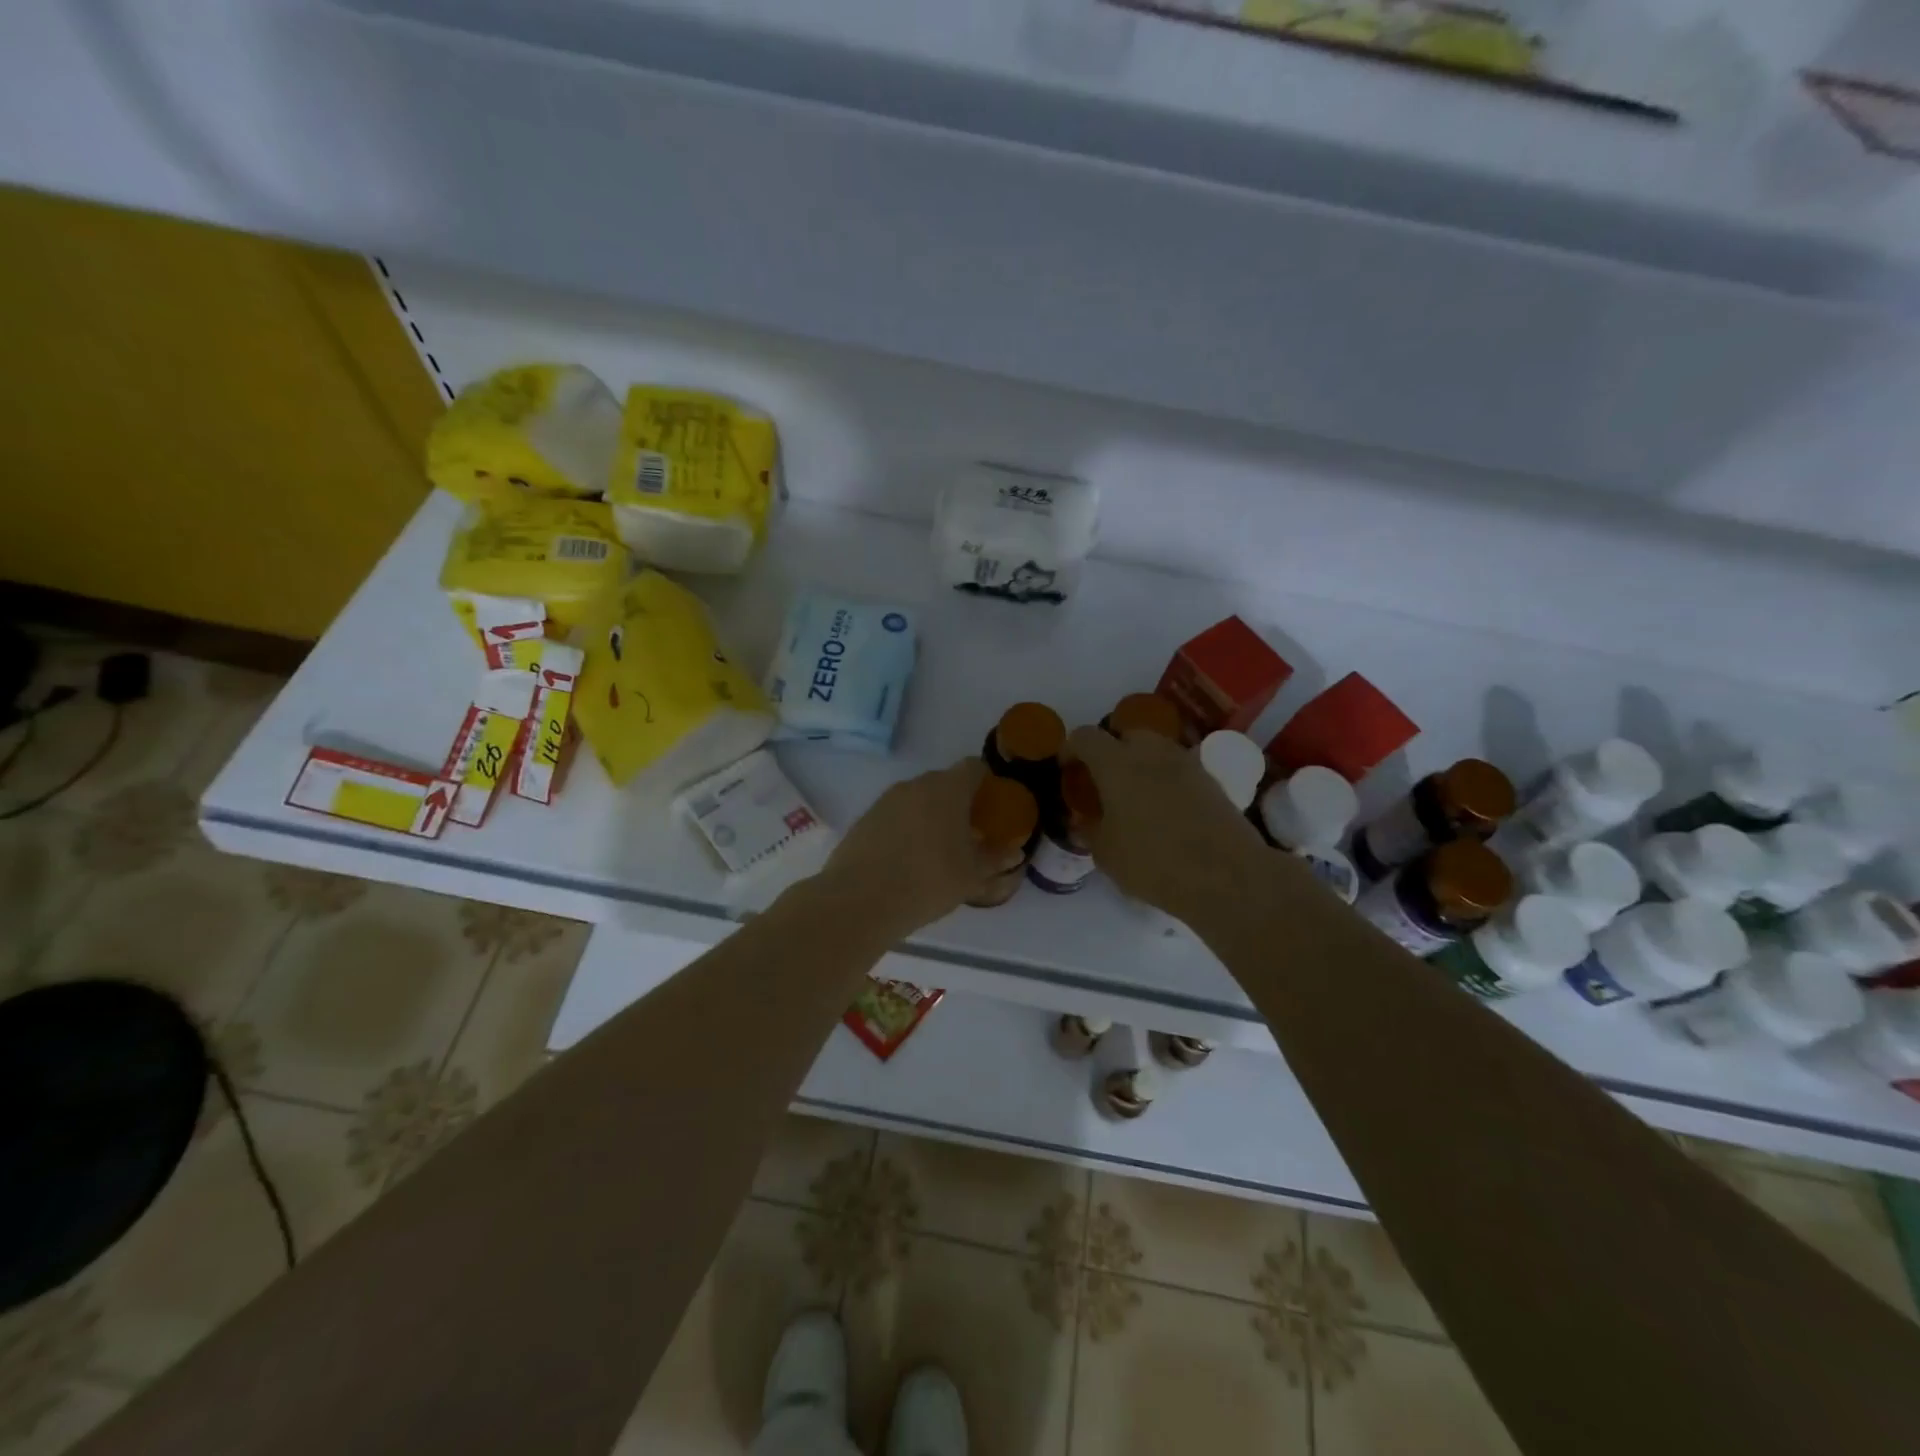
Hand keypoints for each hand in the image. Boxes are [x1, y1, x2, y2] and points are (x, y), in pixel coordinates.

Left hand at [819, 759, 1023, 937]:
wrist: (860, 900)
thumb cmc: (928, 880)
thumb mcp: (972, 875)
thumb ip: (995, 859)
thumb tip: (1013, 851)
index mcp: (947, 788)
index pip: (974, 767)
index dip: (987, 783)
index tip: (994, 808)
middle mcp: (916, 784)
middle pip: (945, 783)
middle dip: (960, 803)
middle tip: (970, 834)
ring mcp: (886, 799)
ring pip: (918, 799)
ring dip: (932, 816)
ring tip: (939, 850)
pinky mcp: (866, 818)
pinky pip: (896, 815)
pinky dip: (907, 828)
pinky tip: (909, 859)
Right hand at [1067, 725, 1267, 916]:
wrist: (1225, 875)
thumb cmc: (1153, 862)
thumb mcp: (1106, 853)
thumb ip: (1090, 829)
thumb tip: (1085, 820)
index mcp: (1116, 763)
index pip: (1085, 737)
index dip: (1070, 749)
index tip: (1067, 769)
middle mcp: (1151, 751)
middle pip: (1124, 735)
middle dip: (1110, 752)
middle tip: (1103, 783)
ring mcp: (1185, 762)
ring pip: (1154, 750)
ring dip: (1140, 764)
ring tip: (1135, 797)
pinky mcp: (1210, 779)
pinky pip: (1178, 769)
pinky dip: (1166, 780)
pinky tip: (1165, 811)